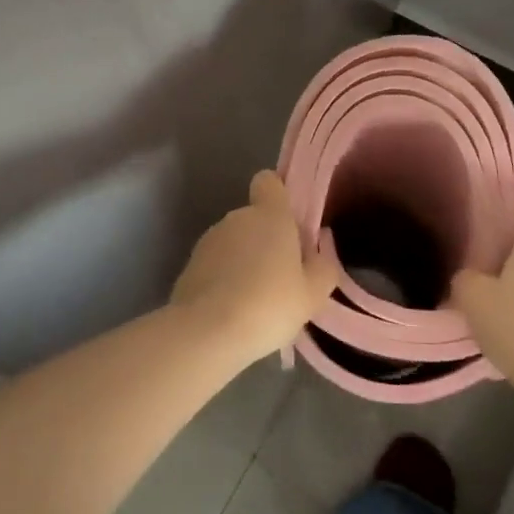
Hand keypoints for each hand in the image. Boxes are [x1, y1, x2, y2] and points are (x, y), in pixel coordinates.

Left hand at [170, 170, 340, 363]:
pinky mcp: (190, 264)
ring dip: (244, 261)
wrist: (207, 332)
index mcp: (269, 215)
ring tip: (256, 301)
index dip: (279, 197)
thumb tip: (321, 248)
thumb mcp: (312, 294)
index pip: (269, 181)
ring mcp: (209, 239)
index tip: (290, 224)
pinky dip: (224, 279)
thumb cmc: (269, 305)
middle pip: (255, 218)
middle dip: (267, 240)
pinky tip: (232, 310)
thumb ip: (323, 267)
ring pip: (234, 242)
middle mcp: (237, 218)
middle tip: (282, 277)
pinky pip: (216, 264)